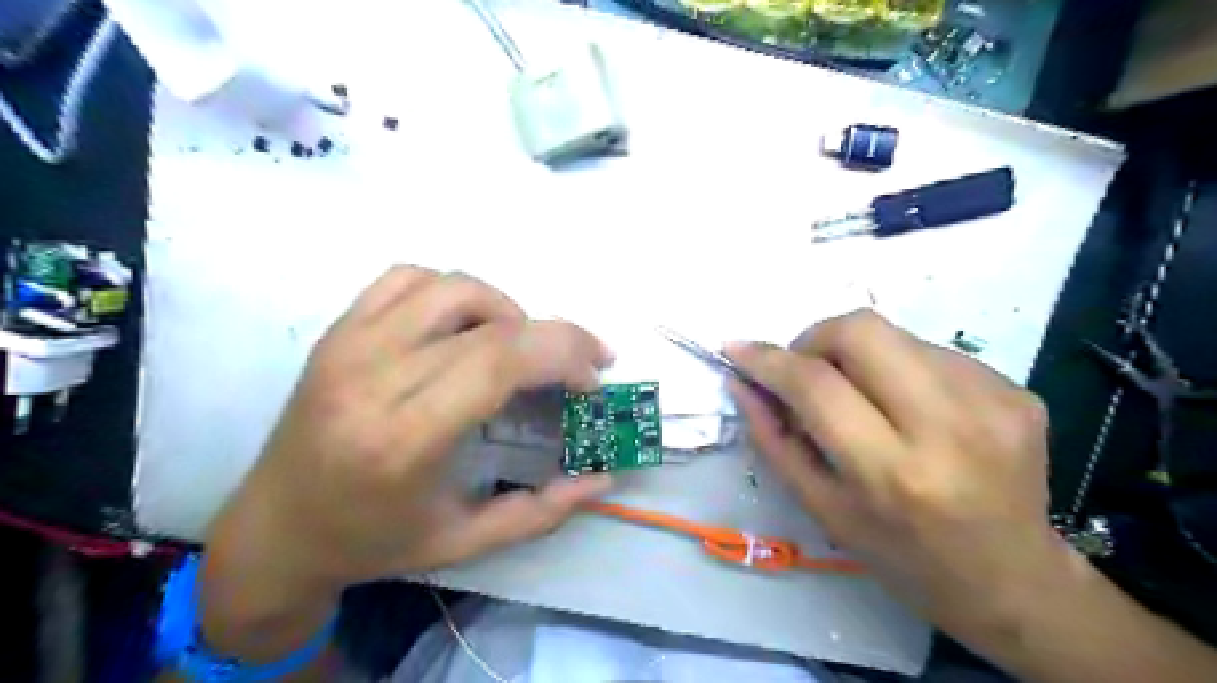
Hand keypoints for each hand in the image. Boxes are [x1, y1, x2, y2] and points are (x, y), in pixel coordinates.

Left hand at [204, 267, 618, 640]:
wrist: (273, 530)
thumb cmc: (373, 542)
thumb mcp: (465, 542)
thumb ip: (541, 510)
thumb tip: (603, 478)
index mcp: (405, 438)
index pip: (501, 360)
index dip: (564, 354)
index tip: (593, 378)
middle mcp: (374, 378)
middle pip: (491, 323)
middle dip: (555, 336)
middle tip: (579, 364)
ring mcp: (349, 345)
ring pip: (453, 287)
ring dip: (506, 310)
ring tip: (517, 349)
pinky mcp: (337, 331)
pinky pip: (407, 278)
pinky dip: (453, 292)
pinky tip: (464, 327)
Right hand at [727, 312, 1067, 637]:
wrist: (1012, 580)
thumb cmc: (901, 555)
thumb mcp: (822, 509)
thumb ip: (774, 440)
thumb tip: (741, 381)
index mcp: (892, 472)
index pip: (816, 385)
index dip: (768, 359)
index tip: (738, 349)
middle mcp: (949, 427)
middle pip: (862, 331)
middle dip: (816, 338)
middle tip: (807, 370)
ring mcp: (993, 402)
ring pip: (896, 335)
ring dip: (860, 357)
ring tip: (864, 399)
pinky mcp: (1017, 391)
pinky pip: (934, 352)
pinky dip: (901, 370)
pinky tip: (910, 410)